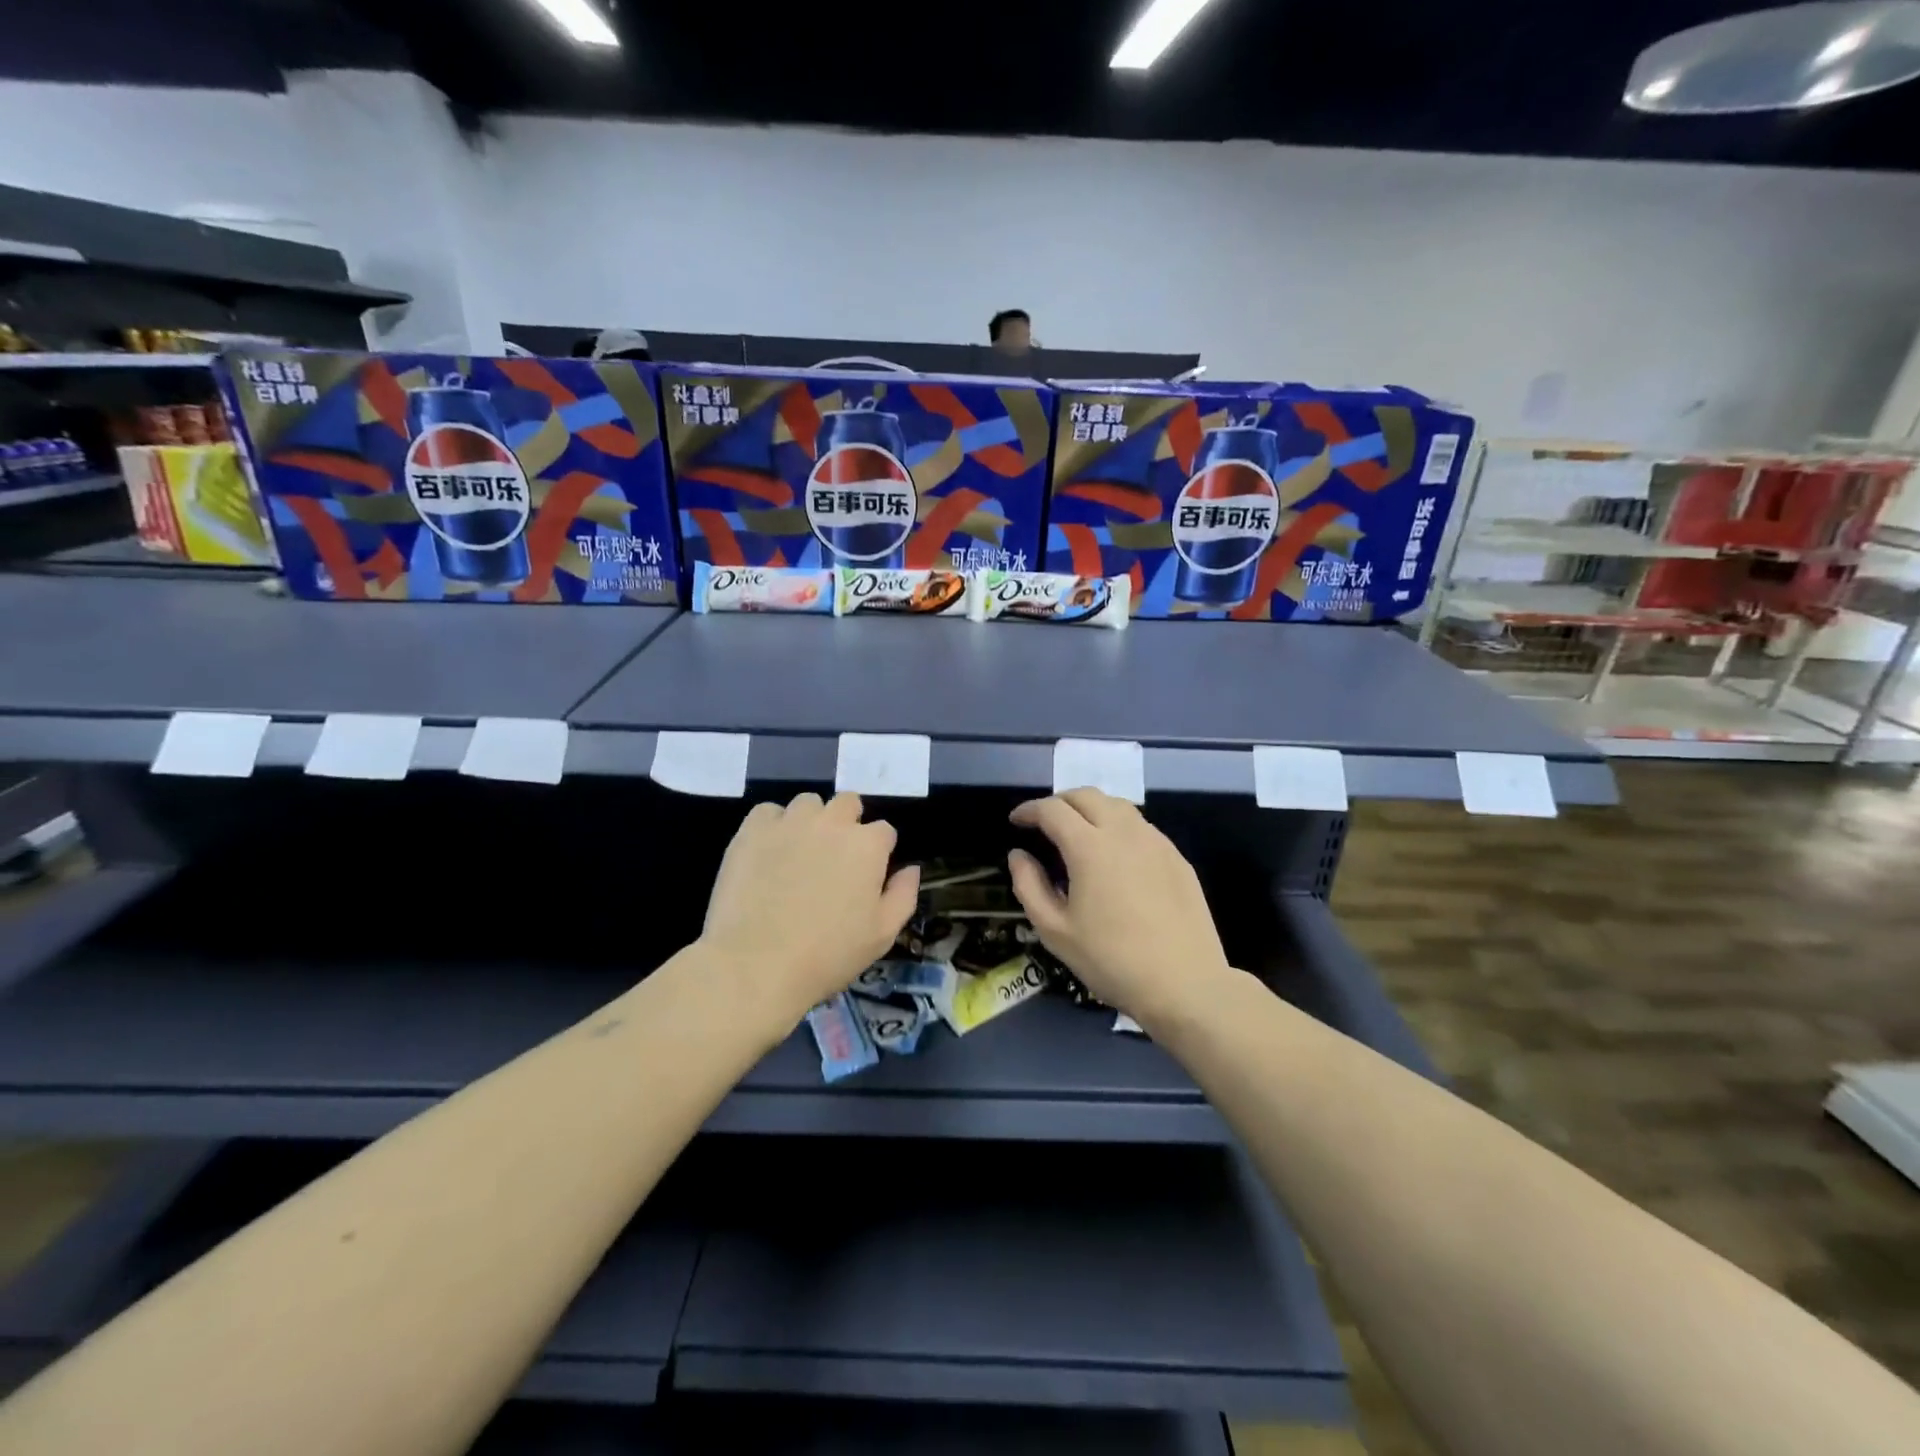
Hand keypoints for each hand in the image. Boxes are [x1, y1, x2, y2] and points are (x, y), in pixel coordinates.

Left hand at [702, 792, 919, 1025]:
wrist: (756, 964)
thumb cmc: (828, 954)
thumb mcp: (882, 935)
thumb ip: (903, 895)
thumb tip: (911, 868)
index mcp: (868, 845)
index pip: (884, 831)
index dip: (878, 852)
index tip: (866, 876)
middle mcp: (832, 823)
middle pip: (848, 803)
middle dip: (847, 823)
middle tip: (835, 858)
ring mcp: (790, 822)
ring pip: (808, 803)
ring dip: (811, 821)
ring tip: (799, 853)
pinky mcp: (752, 830)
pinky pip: (768, 811)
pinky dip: (772, 826)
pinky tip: (768, 852)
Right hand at [1006, 789, 1232, 1027]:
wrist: (1184, 984)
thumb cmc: (1111, 960)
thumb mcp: (1055, 931)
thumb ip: (1029, 886)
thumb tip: (1018, 855)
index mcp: (1089, 847)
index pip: (1052, 809)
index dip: (1029, 810)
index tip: (1016, 821)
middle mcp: (1124, 832)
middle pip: (1087, 796)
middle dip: (1059, 802)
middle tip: (1044, 822)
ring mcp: (1155, 842)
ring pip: (1118, 805)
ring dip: (1091, 809)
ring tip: (1078, 833)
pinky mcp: (1176, 857)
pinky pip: (1141, 827)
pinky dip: (1118, 827)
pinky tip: (1115, 855)